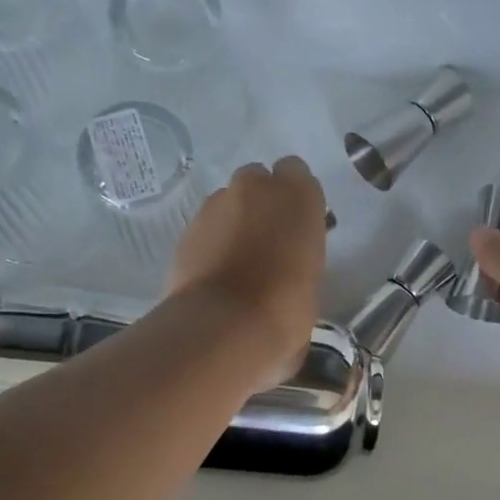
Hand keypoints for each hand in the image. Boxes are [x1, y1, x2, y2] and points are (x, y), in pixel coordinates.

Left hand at [168, 157, 327, 384]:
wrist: (224, 326)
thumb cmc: (285, 309)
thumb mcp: (311, 282)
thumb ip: (300, 257)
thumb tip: (289, 266)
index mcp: (298, 196)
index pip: (296, 173)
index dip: (295, 197)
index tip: (296, 224)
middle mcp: (256, 188)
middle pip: (258, 181)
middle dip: (262, 203)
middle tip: (267, 240)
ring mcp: (216, 204)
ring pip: (229, 201)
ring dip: (235, 220)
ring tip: (238, 260)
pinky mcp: (187, 227)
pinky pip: (207, 226)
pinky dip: (212, 241)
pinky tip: (217, 272)